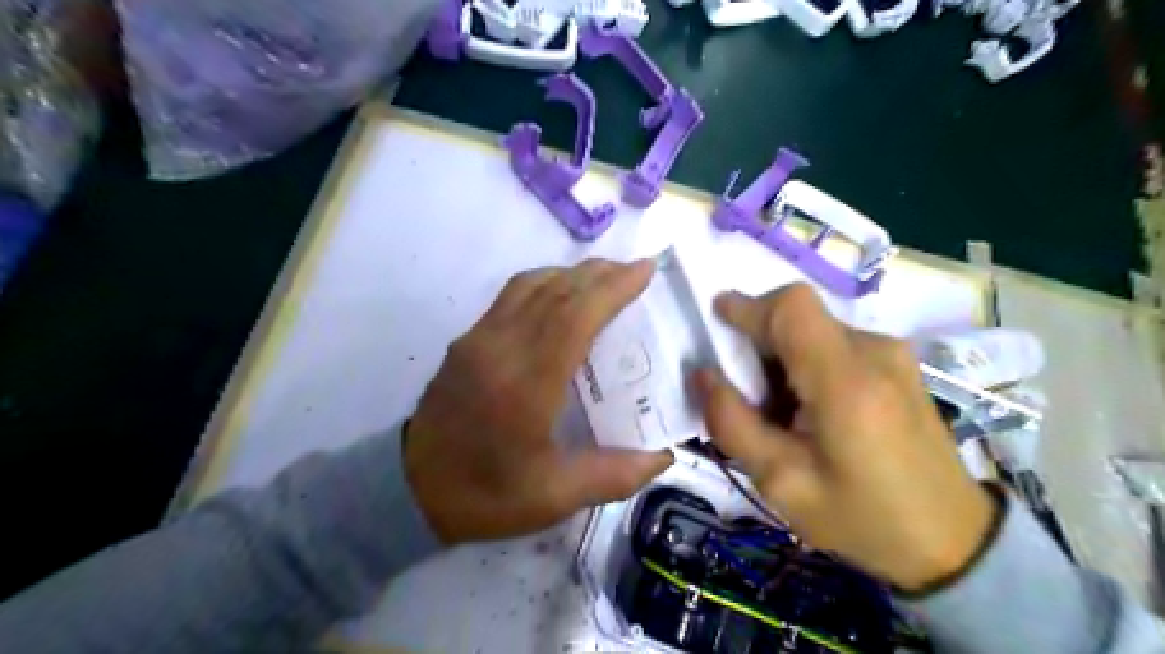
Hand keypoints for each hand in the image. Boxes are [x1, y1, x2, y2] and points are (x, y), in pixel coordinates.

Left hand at [405, 258, 674, 543]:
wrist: (408, 491)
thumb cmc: (485, 495)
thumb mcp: (555, 497)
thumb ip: (615, 475)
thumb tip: (663, 455)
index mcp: (526, 385)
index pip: (574, 316)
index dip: (612, 288)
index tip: (645, 271)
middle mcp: (500, 348)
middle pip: (555, 291)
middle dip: (599, 274)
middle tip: (634, 270)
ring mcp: (478, 339)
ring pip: (530, 285)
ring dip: (571, 274)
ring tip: (604, 278)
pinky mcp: (466, 340)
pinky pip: (511, 296)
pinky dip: (545, 284)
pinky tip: (561, 296)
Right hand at [695, 285, 995, 589]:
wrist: (954, 540)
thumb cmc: (863, 518)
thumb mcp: (783, 484)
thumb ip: (733, 424)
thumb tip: (703, 374)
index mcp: (846, 382)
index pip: (792, 309)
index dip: (748, 306)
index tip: (716, 319)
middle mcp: (874, 352)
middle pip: (799, 316)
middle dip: (758, 340)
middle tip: (743, 390)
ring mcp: (891, 354)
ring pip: (813, 329)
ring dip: (780, 355)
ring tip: (776, 411)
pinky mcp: (896, 363)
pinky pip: (833, 343)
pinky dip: (804, 362)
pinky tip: (807, 410)